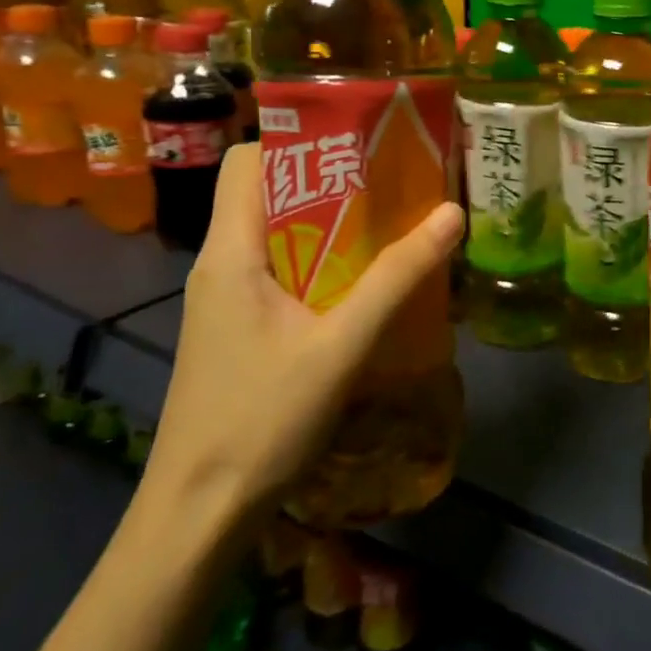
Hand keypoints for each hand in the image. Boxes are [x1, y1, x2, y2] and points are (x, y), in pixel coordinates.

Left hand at [142, 143, 463, 529]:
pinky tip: (366, 282)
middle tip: (395, 179)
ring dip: (332, 223)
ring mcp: (227, 298)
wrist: (199, 511)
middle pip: (268, 192)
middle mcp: (221, 263)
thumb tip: (451, 214)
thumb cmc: (261, 419)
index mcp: (230, 252)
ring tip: (392, 222)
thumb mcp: (341, 345)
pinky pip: (282, 270)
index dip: (299, 139)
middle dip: (330, 179)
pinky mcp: (240, 327)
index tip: (360, 142)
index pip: (248, 160)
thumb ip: (396, 278)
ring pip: (278, 233)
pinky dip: (323, 261)